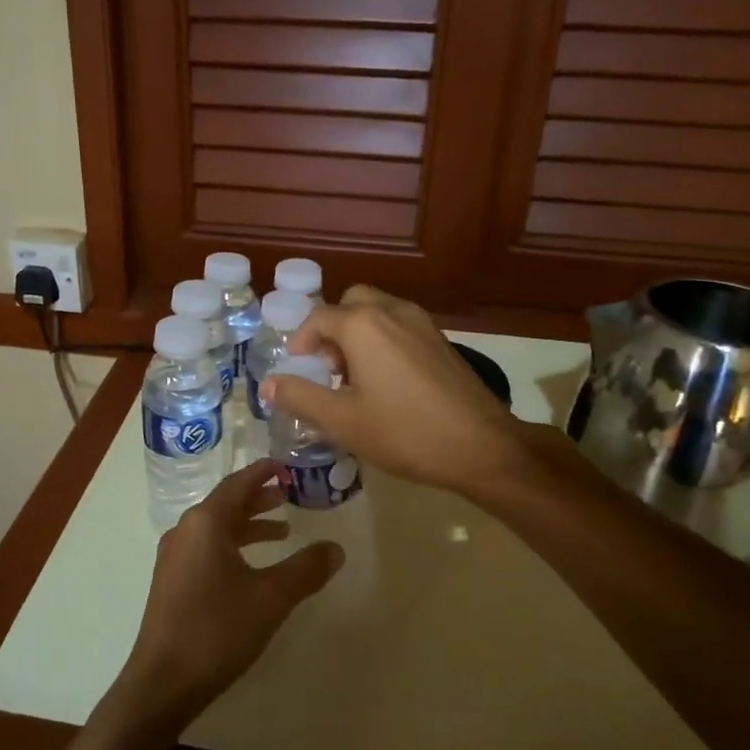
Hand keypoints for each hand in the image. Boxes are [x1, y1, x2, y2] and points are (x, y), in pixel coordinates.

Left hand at [111, 460, 343, 735]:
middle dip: (258, 499)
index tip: (284, 464)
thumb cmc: (217, 629)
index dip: (262, 473)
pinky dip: (233, 546)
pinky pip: (207, 548)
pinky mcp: (172, 581)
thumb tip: (336, 548)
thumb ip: (305, 569)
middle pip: (226, 503)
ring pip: (216, 528)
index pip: (238, 484)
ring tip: (282, 531)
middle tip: (289, 494)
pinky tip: (252, 567)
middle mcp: (186, 531)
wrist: (163, 681)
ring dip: (248, 526)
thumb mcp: (270, 598)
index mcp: (205, 523)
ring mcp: (174, 557)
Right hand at [265, 285, 536, 500]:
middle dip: (332, 328)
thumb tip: (268, 384)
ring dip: (358, 333)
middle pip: (351, 303)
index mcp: (364, 325)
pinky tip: (387, 383)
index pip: (318, 317)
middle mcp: (393, 312)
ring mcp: (423, 324)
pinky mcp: (442, 341)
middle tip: (329, 368)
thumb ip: (299, 397)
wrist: (481, 446)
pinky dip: (383, 340)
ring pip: (379, 311)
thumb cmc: (404, 432)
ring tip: (355, 378)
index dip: (301, 341)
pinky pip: (400, 326)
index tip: (298, 368)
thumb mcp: (342, 421)